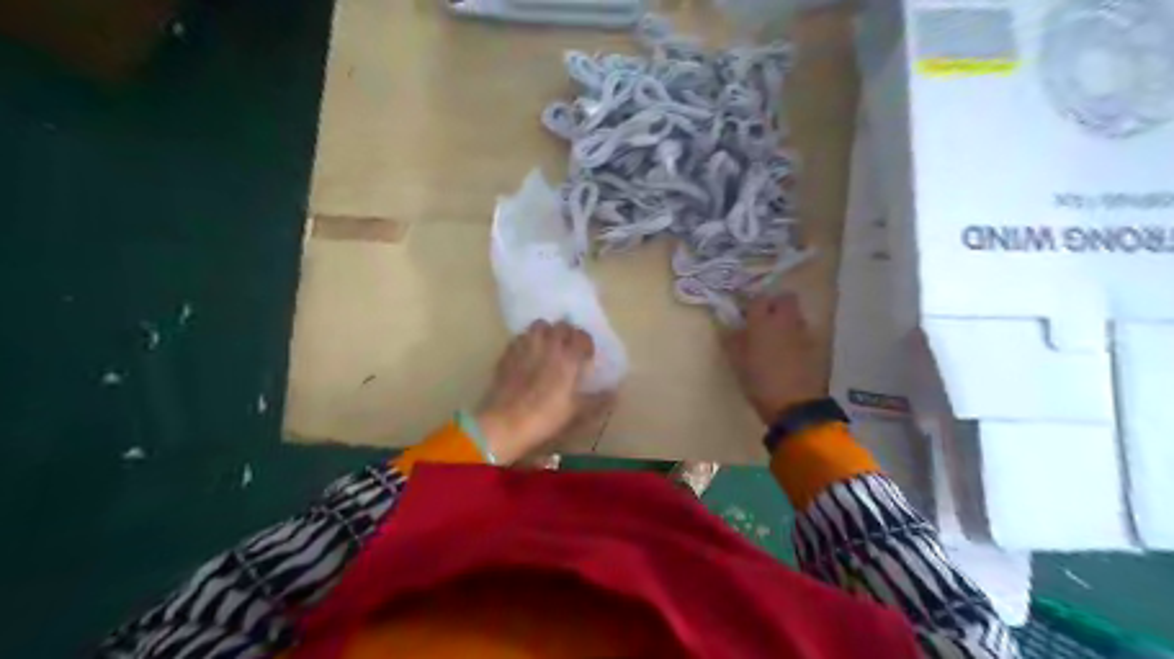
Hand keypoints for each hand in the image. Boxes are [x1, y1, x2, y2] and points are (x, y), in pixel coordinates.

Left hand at [475, 318, 610, 463]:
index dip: (586, 342)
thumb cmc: (545, 417)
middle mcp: (548, 345)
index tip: (586, 355)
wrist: (505, 422)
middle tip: (568, 349)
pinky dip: (527, 341)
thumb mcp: (576, 412)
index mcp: (568, 358)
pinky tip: (527, 354)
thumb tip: (616, 393)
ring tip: (547, 346)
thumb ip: (598, 400)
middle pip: (561, 325)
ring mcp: (526, 346)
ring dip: (546, 331)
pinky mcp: (508, 353)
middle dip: (567, 333)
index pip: (582, 336)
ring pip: (539, 325)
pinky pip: (520, 337)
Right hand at [725, 291, 823, 422]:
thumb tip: (728, 326)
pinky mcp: (816, 346)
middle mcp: (785, 321)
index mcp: (762, 323)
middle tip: (764, 319)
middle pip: (785, 299)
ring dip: (787, 319)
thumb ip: (732, 340)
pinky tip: (790, 352)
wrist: (795, 405)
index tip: (746, 315)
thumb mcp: (737, 363)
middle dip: (775, 304)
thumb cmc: (760, 383)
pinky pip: (804, 331)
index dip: (752, 304)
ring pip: (796, 314)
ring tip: (777, 337)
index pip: (759, 299)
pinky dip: (796, 335)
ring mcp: (803, 333)